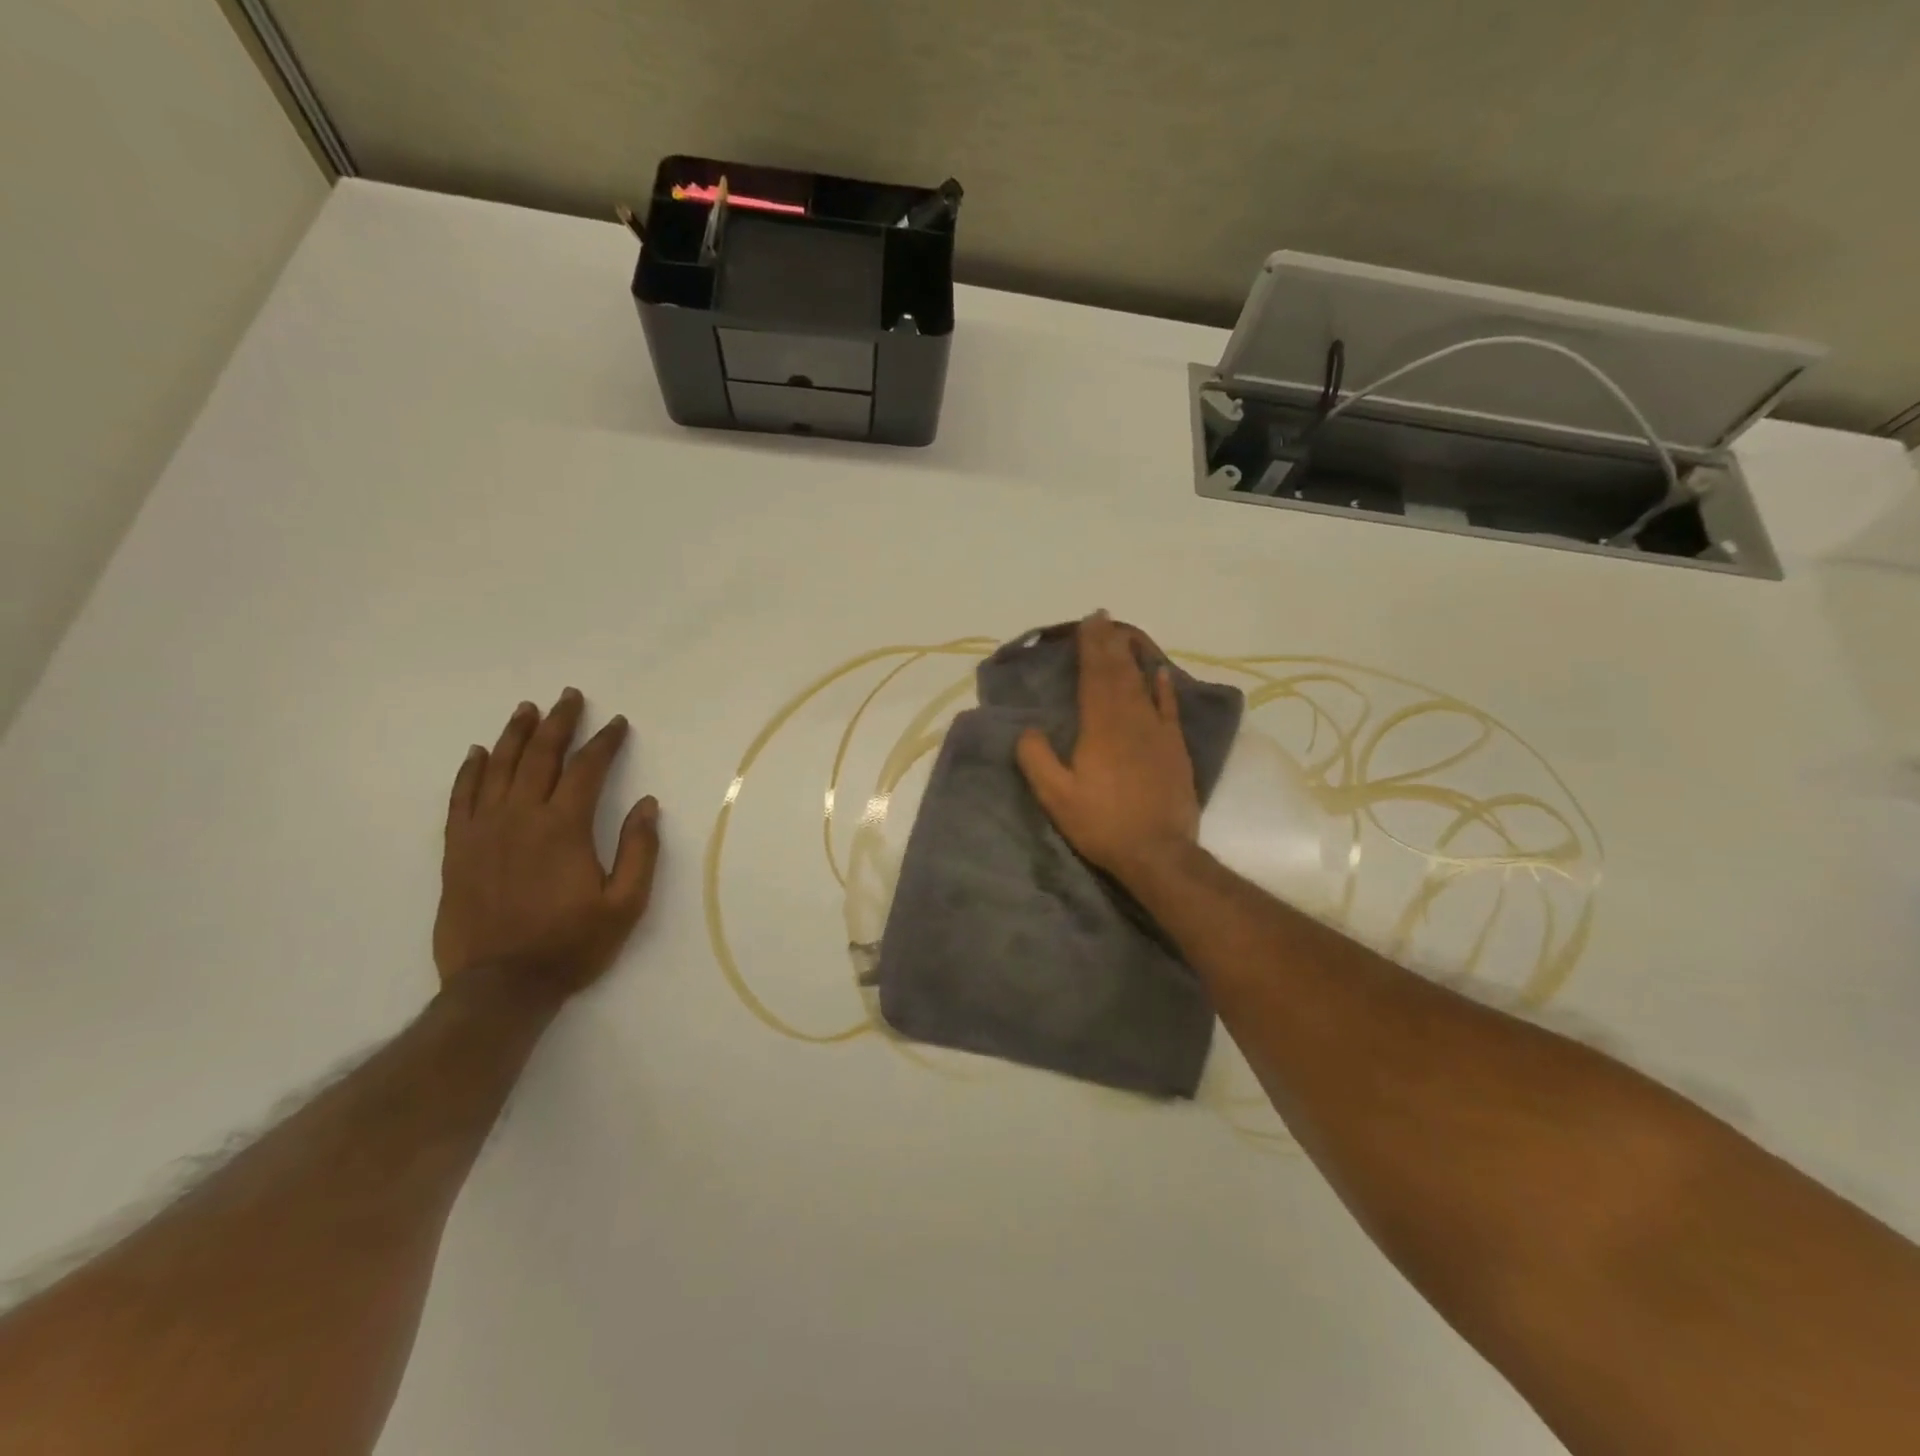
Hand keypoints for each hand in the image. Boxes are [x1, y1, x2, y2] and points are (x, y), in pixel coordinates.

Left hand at [434, 688, 660, 1001]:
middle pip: (540, 756)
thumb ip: (639, 850)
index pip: (586, 769)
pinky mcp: (458, 850)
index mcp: (564, 828)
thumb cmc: (571, 944)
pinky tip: (479, 753)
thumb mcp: (626, 904)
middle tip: (569, 697)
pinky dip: (471, 771)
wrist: (500, 987)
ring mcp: (483, 831)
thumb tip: (646, 803)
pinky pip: (462, 798)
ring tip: (527, 710)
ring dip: (516, 735)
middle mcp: (521, 817)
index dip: (604, 742)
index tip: (617, 723)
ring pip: (499, 768)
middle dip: (559, 723)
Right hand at [1014, 613, 1199, 887]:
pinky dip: (1164, 687)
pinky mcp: (1175, 748)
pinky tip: (1160, 672)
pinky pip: (1169, 707)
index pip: (1094, 676)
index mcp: (1099, 727)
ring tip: (1125, 635)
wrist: (1158, 852)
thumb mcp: (1056, 797)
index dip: (1091, 648)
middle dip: (1109, 643)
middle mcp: (1130, 719)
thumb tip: (1028, 730)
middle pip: (1118, 673)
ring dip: (1132, 657)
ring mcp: (1157, 732)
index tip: (1088, 623)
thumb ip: (1037, 759)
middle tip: (1103, 618)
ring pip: (1142, 684)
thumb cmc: (1102, 824)